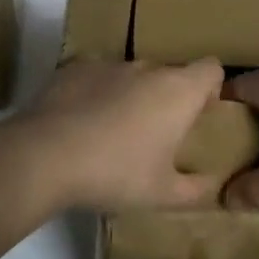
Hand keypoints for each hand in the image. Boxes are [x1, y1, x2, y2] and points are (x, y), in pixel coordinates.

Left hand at [13, 59, 226, 210]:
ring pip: (131, 75)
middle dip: (168, 98)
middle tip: (156, 135)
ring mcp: (107, 64)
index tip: (199, 115)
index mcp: (177, 91)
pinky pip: (96, 77)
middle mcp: (146, 68)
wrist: (44, 156)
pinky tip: (81, 123)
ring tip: (113, 132)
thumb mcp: (163, 194)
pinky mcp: (73, 68)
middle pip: (169, 73)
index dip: (211, 88)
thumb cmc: (115, 173)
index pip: (211, 69)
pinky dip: (96, 93)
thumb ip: (197, 190)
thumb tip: (214, 186)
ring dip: (131, 95)